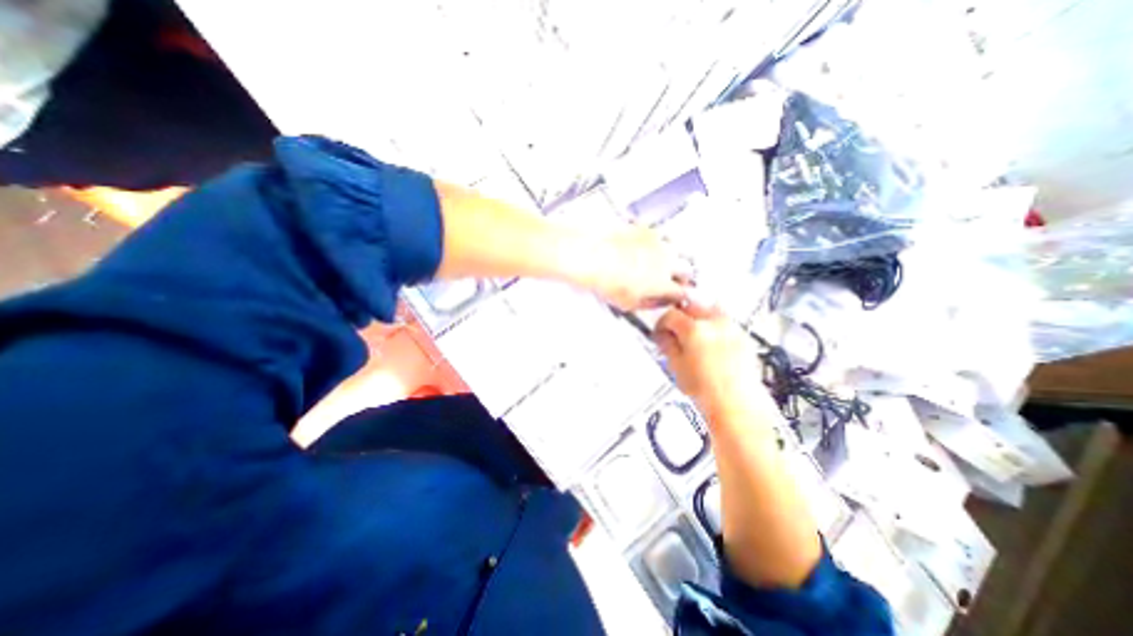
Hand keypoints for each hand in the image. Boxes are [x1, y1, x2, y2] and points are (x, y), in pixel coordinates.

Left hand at [579, 225, 695, 310]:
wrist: (594, 255)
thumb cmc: (608, 282)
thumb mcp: (628, 304)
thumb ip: (649, 304)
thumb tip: (658, 302)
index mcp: (663, 283)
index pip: (681, 292)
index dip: (678, 295)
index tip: (672, 295)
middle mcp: (667, 261)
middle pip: (686, 269)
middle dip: (681, 275)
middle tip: (671, 278)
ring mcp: (658, 242)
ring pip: (676, 249)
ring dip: (672, 256)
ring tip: (661, 260)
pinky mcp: (646, 228)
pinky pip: (660, 234)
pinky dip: (658, 241)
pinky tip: (647, 245)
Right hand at [655, 306, 778, 424]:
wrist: (736, 405)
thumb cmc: (709, 391)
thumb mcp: (676, 367)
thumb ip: (667, 345)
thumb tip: (663, 336)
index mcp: (694, 329)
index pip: (671, 315)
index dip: (661, 324)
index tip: (660, 332)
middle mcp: (715, 323)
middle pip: (691, 306)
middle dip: (679, 317)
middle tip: (674, 332)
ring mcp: (732, 328)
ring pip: (709, 310)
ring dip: (697, 319)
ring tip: (692, 337)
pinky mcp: (743, 337)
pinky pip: (724, 322)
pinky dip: (714, 327)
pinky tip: (709, 343)